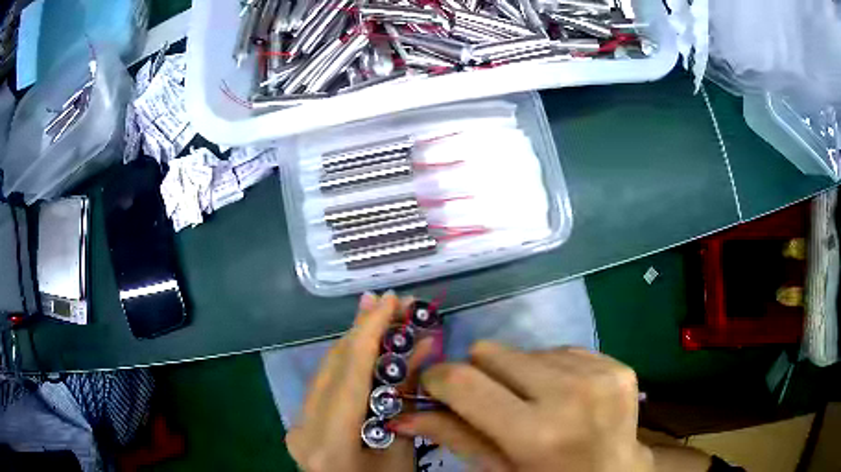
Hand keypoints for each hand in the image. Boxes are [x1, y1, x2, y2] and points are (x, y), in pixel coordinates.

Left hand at [286, 291, 431, 471]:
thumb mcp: (403, 448)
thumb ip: (405, 396)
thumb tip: (422, 345)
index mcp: (329, 443)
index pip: (347, 375)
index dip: (369, 332)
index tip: (390, 299)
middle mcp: (302, 429)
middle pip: (332, 367)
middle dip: (363, 330)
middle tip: (392, 303)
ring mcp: (297, 426)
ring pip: (326, 372)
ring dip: (355, 343)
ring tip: (381, 316)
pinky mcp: (300, 424)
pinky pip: (325, 386)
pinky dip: (347, 365)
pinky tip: (364, 349)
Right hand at [389, 342, 654, 471]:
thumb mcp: (499, 470)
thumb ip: (452, 436)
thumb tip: (400, 414)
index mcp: (536, 433)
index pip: (464, 381)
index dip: (438, 378)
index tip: (434, 386)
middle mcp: (570, 394)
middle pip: (491, 352)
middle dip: (479, 375)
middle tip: (491, 403)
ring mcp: (600, 374)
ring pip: (526, 350)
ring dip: (519, 375)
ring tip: (535, 404)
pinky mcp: (617, 364)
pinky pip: (561, 350)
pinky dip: (552, 371)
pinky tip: (563, 396)